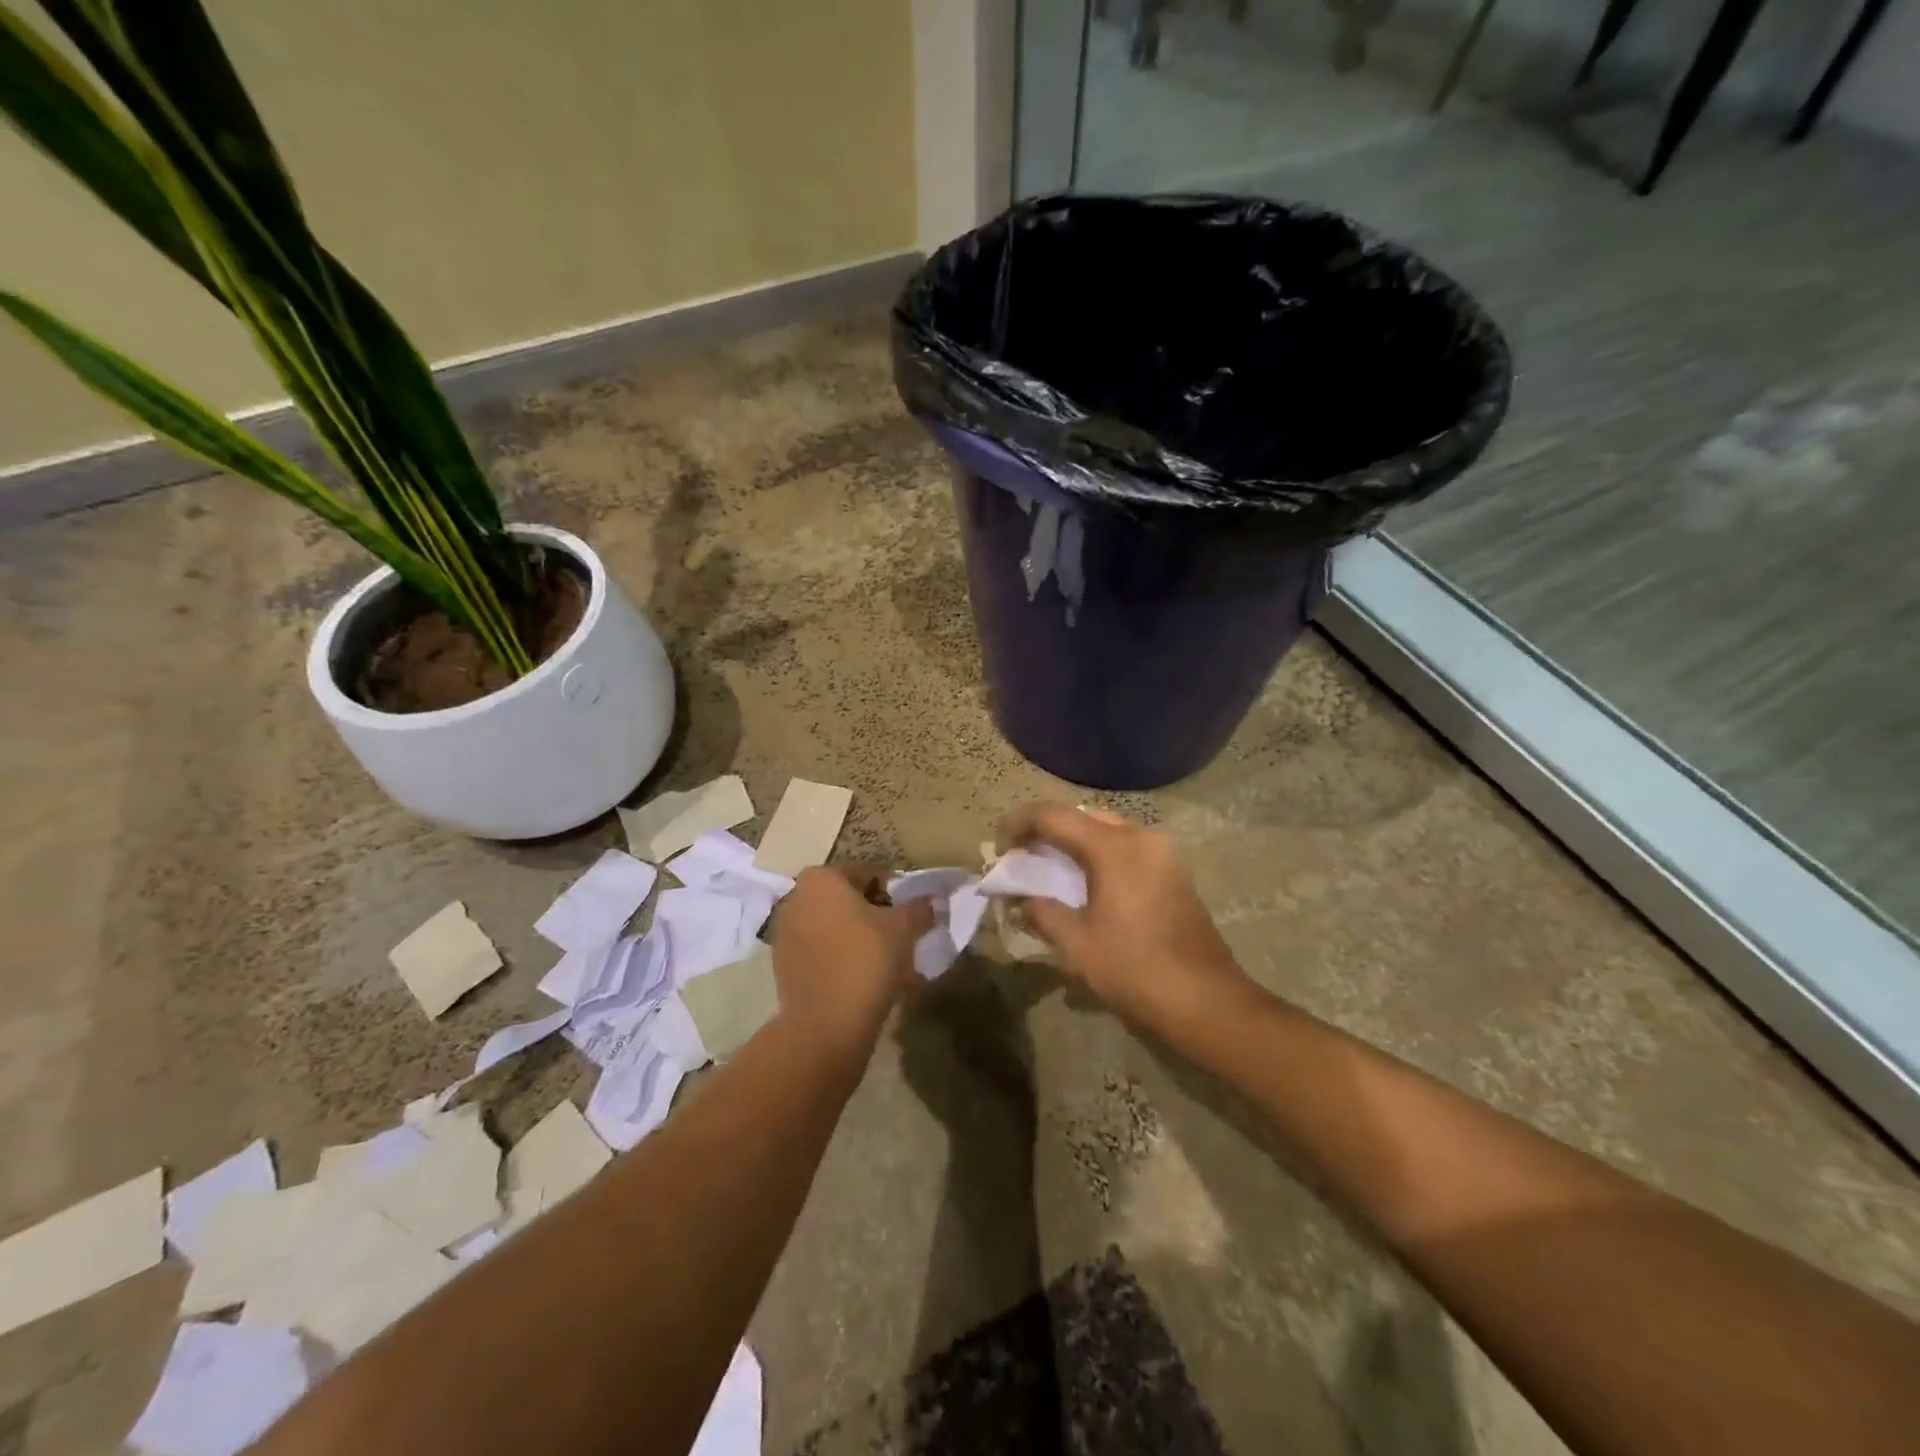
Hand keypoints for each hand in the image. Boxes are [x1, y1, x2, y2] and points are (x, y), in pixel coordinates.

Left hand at [769, 865, 932, 1061]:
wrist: (825, 1026)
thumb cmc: (866, 961)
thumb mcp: (904, 929)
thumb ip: (920, 908)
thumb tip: (932, 901)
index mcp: (821, 879)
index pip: (869, 874)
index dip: (896, 894)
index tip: (913, 917)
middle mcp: (797, 898)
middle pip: (850, 900)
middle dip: (877, 917)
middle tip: (903, 940)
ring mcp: (786, 933)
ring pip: (836, 928)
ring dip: (862, 939)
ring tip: (890, 965)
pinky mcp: (784, 965)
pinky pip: (823, 952)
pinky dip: (844, 959)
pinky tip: (867, 981)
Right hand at [1000, 803, 1252, 1033]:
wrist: (1206, 1001)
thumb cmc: (1135, 969)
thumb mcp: (1076, 945)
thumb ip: (1042, 912)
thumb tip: (1023, 900)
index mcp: (1113, 847)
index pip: (1054, 816)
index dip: (1019, 823)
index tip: (998, 845)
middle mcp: (1141, 838)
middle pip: (1082, 817)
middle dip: (1047, 831)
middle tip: (1023, 857)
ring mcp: (1163, 854)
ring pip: (1106, 831)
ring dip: (1074, 843)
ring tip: (1049, 871)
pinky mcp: (1173, 873)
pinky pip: (1126, 849)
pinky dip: (1099, 856)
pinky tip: (1086, 886)